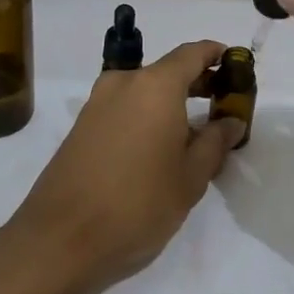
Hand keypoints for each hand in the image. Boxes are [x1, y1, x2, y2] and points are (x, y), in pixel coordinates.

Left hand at [1, 41, 244, 293]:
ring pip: (143, 91)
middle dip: (195, 81)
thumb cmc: (138, 204)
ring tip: (193, 133)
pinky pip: (123, 108)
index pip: (191, 53)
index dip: (215, 54)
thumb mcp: (190, 179)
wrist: (60, 239)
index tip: (233, 65)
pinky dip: (146, 116)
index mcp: (155, 86)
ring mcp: (97, 104)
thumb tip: (231, 121)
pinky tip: (158, 148)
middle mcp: (123, 83)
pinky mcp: (81, 127)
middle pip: (167, 71)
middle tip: (221, 103)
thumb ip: (214, 143)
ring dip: (169, 102)